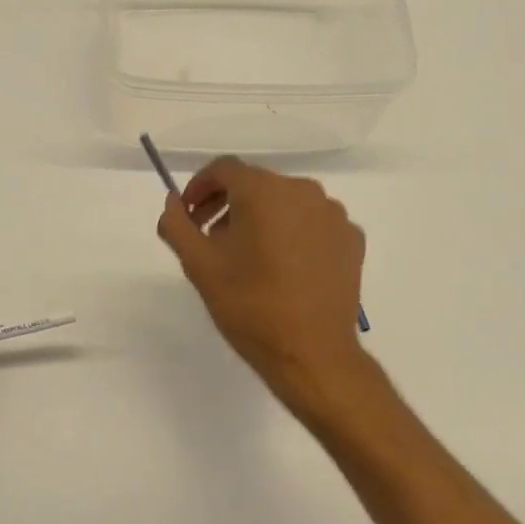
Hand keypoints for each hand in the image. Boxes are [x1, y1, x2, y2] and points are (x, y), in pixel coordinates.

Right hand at [157, 157, 370, 410]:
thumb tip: (173, 202)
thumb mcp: (199, 266)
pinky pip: (313, 223)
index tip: (189, 215)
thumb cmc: (250, 306)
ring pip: (286, 203)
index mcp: (263, 191)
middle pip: (256, 184)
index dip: (199, 187)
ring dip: (261, 218)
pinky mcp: (351, 239)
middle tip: (211, 239)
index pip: (224, 169)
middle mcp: (302, 191)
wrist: (312, 354)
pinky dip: (293, 233)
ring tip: (248, 256)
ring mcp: (333, 214)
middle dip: (228, 205)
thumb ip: (177, 225)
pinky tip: (284, 267)